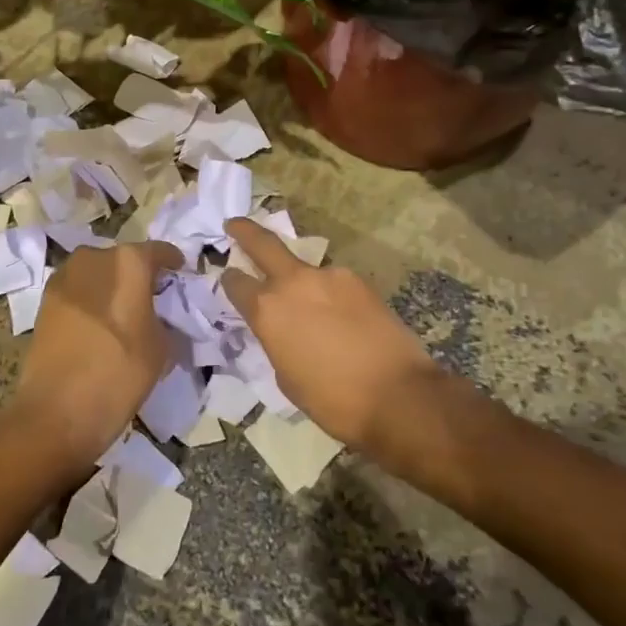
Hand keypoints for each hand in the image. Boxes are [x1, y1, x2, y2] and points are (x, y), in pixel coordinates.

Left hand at [7, 240, 183, 475]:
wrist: (56, 410)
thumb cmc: (119, 373)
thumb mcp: (162, 349)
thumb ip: (166, 322)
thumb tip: (163, 319)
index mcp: (129, 261)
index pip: (159, 252)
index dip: (173, 263)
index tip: (181, 274)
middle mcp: (94, 257)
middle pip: (125, 259)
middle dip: (139, 274)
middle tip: (153, 298)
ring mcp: (64, 277)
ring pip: (98, 273)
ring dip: (111, 286)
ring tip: (124, 313)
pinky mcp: (45, 300)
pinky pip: (78, 291)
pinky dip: (91, 300)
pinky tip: (99, 325)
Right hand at [221, 218, 441, 452]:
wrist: (397, 395)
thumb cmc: (333, 400)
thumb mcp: (286, 377)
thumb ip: (276, 340)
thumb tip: (281, 328)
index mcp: (267, 310)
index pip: (236, 282)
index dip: (229, 280)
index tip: (228, 277)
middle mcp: (293, 283)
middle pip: (263, 243)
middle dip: (245, 231)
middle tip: (234, 224)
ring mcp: (329, 276)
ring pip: (304, 269)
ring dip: (299, 279)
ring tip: (310, 308)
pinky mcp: (358, 281)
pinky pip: (333, 283)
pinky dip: (329, 295)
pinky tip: (340, 318)